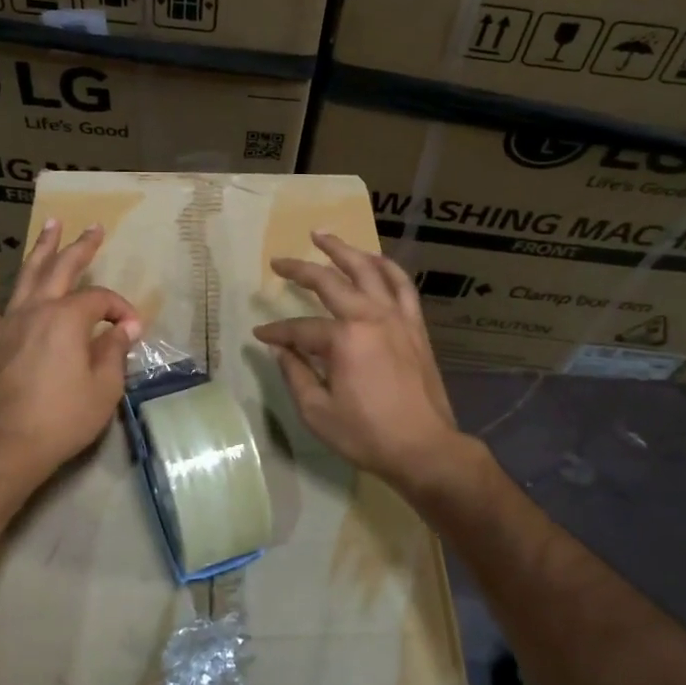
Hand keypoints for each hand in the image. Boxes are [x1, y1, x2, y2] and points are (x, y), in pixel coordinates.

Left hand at [0, 221, 141, 489]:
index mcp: (69, 318)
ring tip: (51, 223)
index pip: (101, 301)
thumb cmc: (63, 418)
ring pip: (26, 275)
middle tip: (94, 228)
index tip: (132, 331)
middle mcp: (38, 310)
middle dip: (81, 247)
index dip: (120, 310)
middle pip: (62, 269)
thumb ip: (114, 351)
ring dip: (41, 248)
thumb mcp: (105, 387)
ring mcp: (9, 323)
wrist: (7, 447)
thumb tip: (125, 328)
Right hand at [254, 231, 474, 497]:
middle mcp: (370, 317)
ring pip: (368, 270)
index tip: (260, 334)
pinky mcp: (415, 325)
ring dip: (343, 250)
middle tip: (279, 261)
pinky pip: (402, 285)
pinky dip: (386, 267)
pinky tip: (373, 259)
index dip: (277, 332)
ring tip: (322, 236)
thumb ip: (295, 374)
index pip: (300, 329)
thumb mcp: (317, 412)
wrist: (425, 448)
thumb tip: (280, 349)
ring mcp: (397, 317)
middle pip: (329, 282)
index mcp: (344, 339)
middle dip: (300, 270)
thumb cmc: (367, 434)